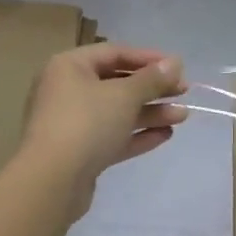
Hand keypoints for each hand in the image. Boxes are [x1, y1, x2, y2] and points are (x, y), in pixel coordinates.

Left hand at [19, 43, 187, 213]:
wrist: (51, 183)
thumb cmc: (86, 124)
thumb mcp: (124, 95)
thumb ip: (152, 78)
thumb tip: (175, 62)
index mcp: (69, 67)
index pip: (114, 53)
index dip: (148, 58)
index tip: (178, 66)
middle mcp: (67, 91)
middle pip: (117, 83)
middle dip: (153, 88)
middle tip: (183, 91)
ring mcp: (72, 124)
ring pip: (117, 112)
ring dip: (150, 112)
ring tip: (182, 116)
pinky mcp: (79, 153)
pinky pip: (112, 136)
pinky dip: (137, 134)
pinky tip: (166, 135)